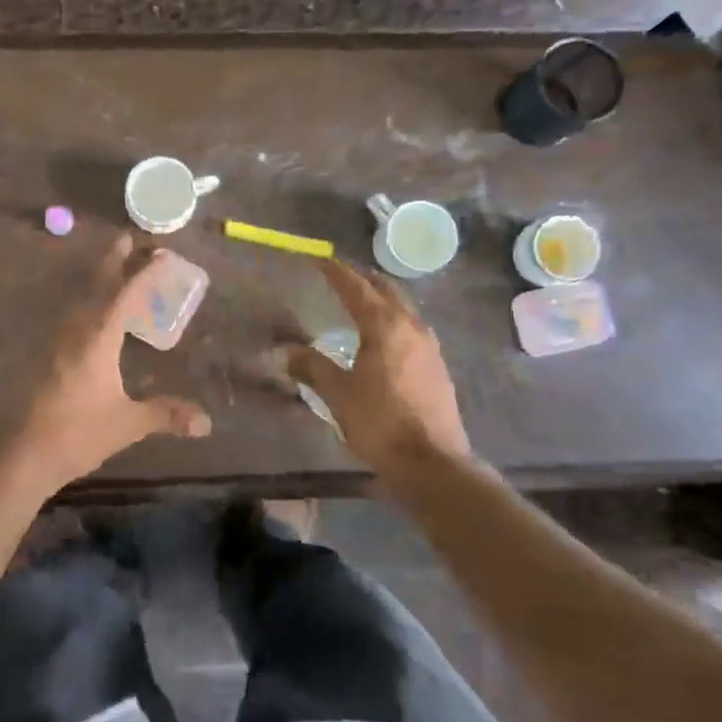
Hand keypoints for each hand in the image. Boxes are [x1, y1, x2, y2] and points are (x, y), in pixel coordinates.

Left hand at [7, 236, 211, 496]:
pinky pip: (73, 312)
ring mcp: (57, 339)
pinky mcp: (47, 353)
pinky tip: (95, 312)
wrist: (22, 454)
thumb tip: (206, 422)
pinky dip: (89, 300)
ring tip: (118, 268)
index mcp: (98, 335)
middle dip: (115, 259)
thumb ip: (166, 415)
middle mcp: (76, 327)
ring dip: (100, 278)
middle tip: (131, 239)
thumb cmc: (77, 433)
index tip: (163, 254)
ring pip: (82, 295)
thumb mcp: (128, 423)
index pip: (127, 293)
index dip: (146, 272)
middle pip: (97, 282)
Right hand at [286, 260, 472, 476]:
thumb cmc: (381, 423)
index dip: (335, 271)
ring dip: (381, 296)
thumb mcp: (339, 394)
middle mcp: (411, 326)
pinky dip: (393, 317)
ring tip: (361, 299)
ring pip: (403, 306)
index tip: (318, 258)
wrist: (432, 463)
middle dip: (362, 278)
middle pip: (385, 289)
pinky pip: (411, 326)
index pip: (356, 287)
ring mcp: (429, 345)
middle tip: (340, 274)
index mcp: (384, 325)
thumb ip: (312, 367)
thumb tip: (285, 352)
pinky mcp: (437, 365)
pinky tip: (384, 334)